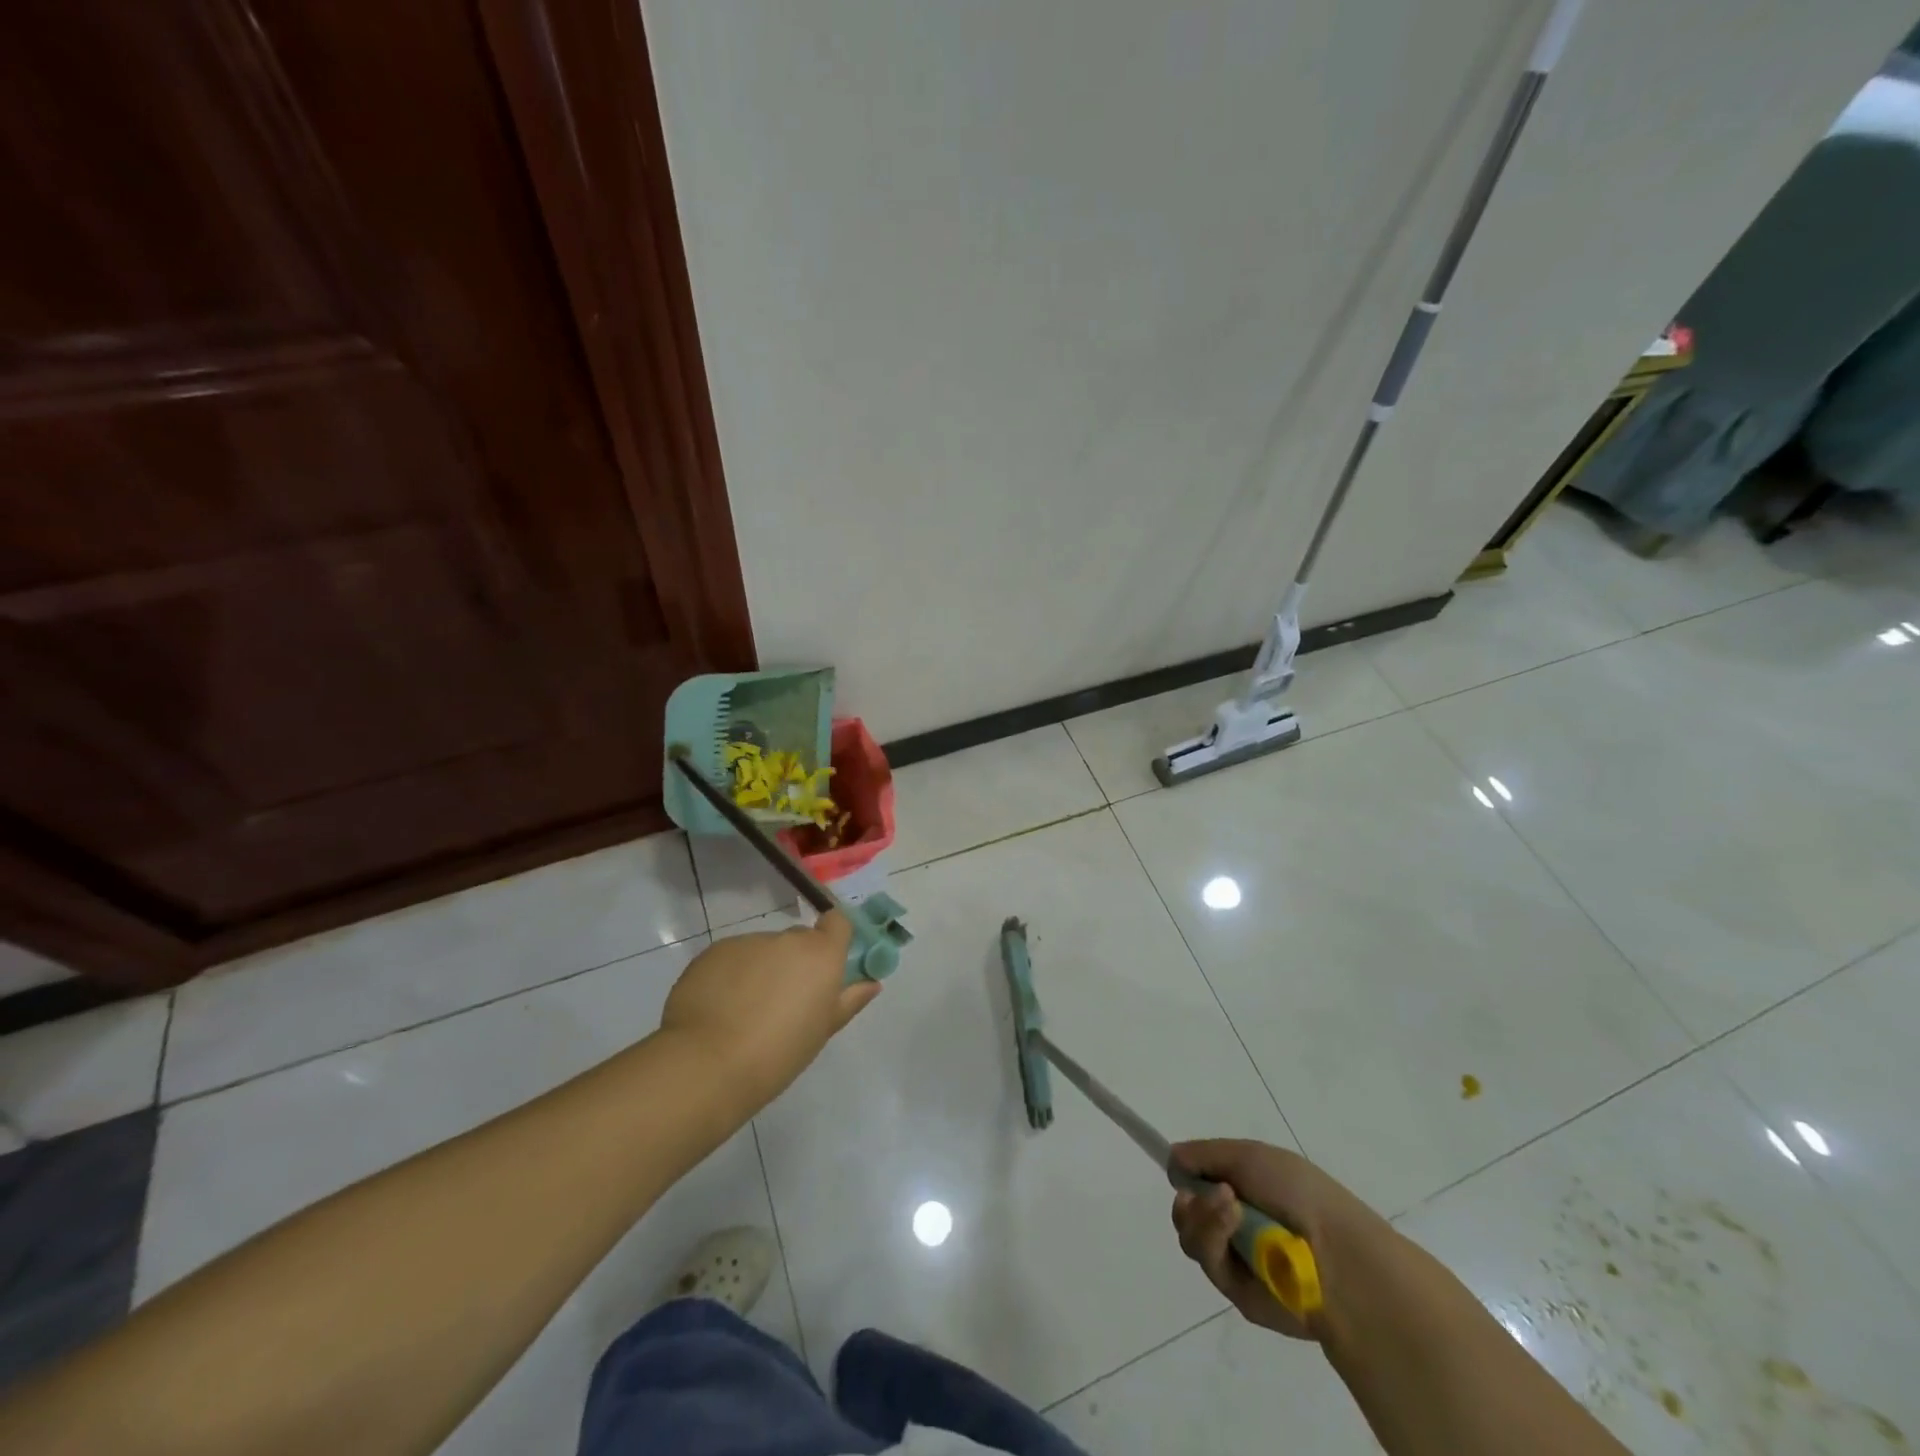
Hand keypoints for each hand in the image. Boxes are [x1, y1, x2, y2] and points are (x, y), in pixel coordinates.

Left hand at [660, 911, 879, 1114]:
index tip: (827, 965)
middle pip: (798, 940)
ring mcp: (748, 941)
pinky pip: (732, 957)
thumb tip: (872, 983)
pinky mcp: (714, 951)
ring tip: (745, 1011)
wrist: (708, 1063)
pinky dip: (731, 975)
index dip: (834, 938)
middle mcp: (787, 939)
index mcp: (821, 954)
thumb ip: (849, 1000)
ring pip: (763, 949)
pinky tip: (720, 1008)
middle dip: (795, 962)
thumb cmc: (779, 1052)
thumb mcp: (822, 1031)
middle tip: (784, 1002)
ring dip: (761, 969)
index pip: (838, 922)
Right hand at [1170, 1139, 1397, 1341]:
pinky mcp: (1237, 1291)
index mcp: (1246, 1190)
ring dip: (1201, 1215)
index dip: (1186, 1175)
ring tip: (1227, 1205)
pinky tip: (1232, 1221)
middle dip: (1188, 1199)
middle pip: (1187, 1212)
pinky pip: (1207, 1260)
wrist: (1337, 1254)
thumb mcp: (1249, 1155)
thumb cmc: (1298, 1192)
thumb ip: (1205, 1154)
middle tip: (1195, 1193)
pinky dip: (1213, 1235)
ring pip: (1191, 1235)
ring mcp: (1237, 1258)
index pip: (1201, 1182)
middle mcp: (1238, 1224)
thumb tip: (1172, 1159)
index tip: (1178, 1168)